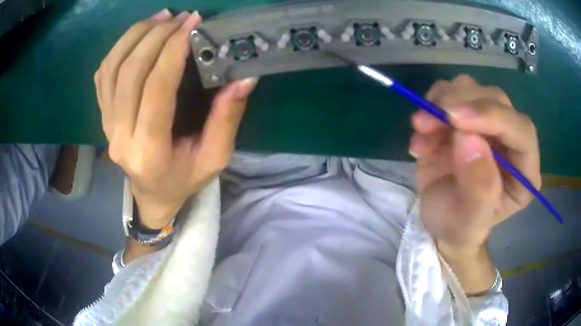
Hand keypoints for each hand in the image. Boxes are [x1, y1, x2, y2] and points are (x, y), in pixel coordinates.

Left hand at [95, 10, 257, 228]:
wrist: (152, 194)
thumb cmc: (184, 178)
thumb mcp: (215, 157)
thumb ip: (227, 118)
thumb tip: (243, 77)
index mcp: (150, 150)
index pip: (156, 89)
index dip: (173, 50)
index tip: (192, 23)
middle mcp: (120, 136)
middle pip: (129, 73)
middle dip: (155, 36)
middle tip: (180, 17)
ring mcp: (107, 126)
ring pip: (111, 69)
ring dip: (134, 36)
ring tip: (160, 18)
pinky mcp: (103, 117)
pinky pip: (102, 76)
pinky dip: (118, 49)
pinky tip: (138, 36)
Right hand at [409, 75, 540, 250]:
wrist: (441, 220)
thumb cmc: (459, 226)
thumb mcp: (468, 219)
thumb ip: (478, 187)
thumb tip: (469, 139)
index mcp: (524, 171)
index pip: (522, 131)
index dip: (494, 117)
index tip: (456, 119)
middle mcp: (511, 141)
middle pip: (496, 100)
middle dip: (462, 104)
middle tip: (428, 121)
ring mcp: (488, 125)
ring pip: (471, 89)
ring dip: (442, 102)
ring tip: (421, 129)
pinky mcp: (465, 117)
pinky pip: (449, 93)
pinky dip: (430, 106)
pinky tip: (421, 134)